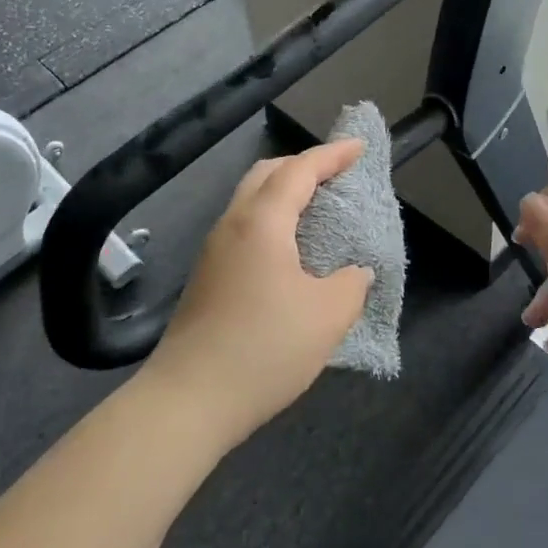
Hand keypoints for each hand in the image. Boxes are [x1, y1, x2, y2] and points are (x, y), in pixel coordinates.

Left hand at [142, 141, 375, 448]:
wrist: (188, 400)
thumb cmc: (264, 348)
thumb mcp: (327, 316)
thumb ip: (351, 284)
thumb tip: (355, 272)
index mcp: (261, 222)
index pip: (300, 170)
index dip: (332, 155)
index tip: (359, 146)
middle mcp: (232, 225)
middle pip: (267, 174)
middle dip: (303, 165)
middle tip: (337, 175)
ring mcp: (213, 251)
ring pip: (250, 200)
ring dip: (284, 193)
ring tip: (317, 208)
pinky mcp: (207, 277)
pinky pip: (244, 227)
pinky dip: (272, 219)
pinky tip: (290, 249)